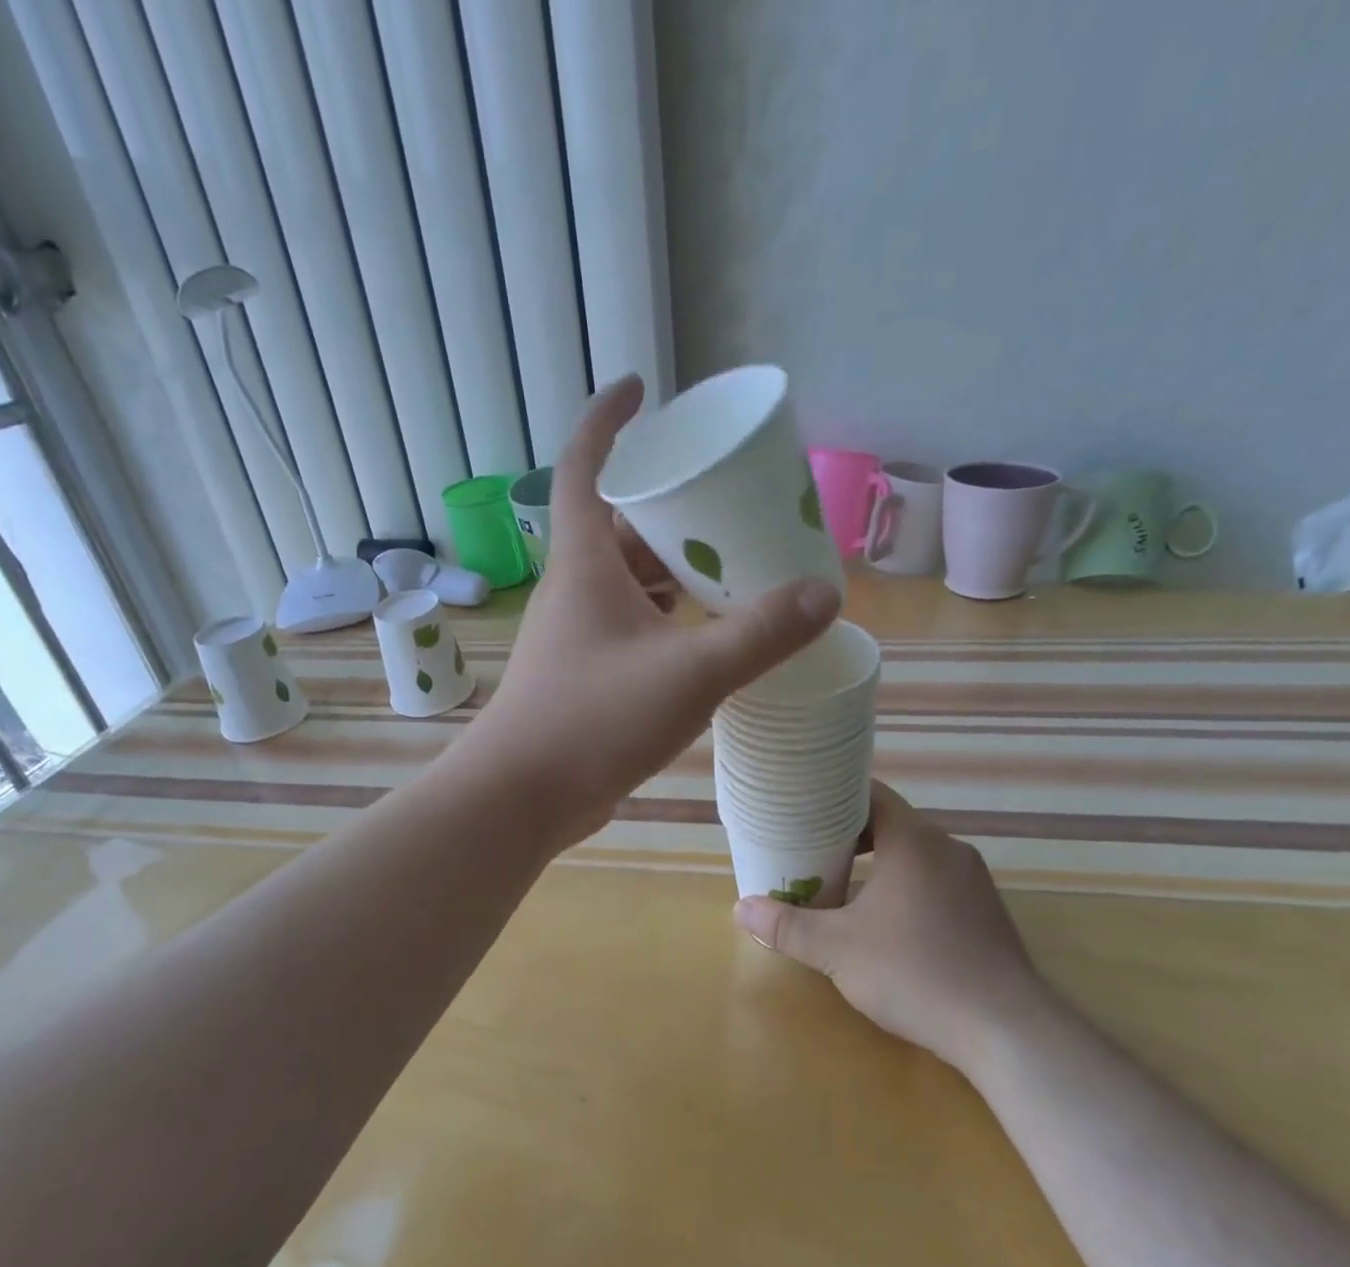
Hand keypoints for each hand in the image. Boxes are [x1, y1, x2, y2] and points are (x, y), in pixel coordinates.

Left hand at [459, 375, 840, 847]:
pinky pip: (632, 624)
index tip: (642, 387)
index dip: (609, 420)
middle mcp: (576, 589)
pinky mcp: (586, 673)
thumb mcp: (690, 672)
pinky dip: (668, 617)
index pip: (584, 465)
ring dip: (673, 568)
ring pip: (629, 581)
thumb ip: (759, 634)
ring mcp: (578, 634)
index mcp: (585, 563)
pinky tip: (706, 632)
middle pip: (621, 525)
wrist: (524, 795)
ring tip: (732, 562)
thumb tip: (824, 595)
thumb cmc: (595, 719)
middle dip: (670, 507)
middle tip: (727, 499)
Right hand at [733, 782, 1045, 1074]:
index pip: (871, 793)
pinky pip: (936, 880)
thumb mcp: (837, 950)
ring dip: (879, 863)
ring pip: (916, 854)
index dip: (834, 795)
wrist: (1006, 1030)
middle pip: (892, 823)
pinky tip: (887, 921)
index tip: (803, 808)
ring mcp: (973, 880)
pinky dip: (906, 885)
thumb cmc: (915, 973)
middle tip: (811, 850)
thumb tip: (740, 909)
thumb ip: (786, 927)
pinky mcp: (986, 911)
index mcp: (914, 841)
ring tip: (842, 884)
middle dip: (850, 835)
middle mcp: (948, 849)